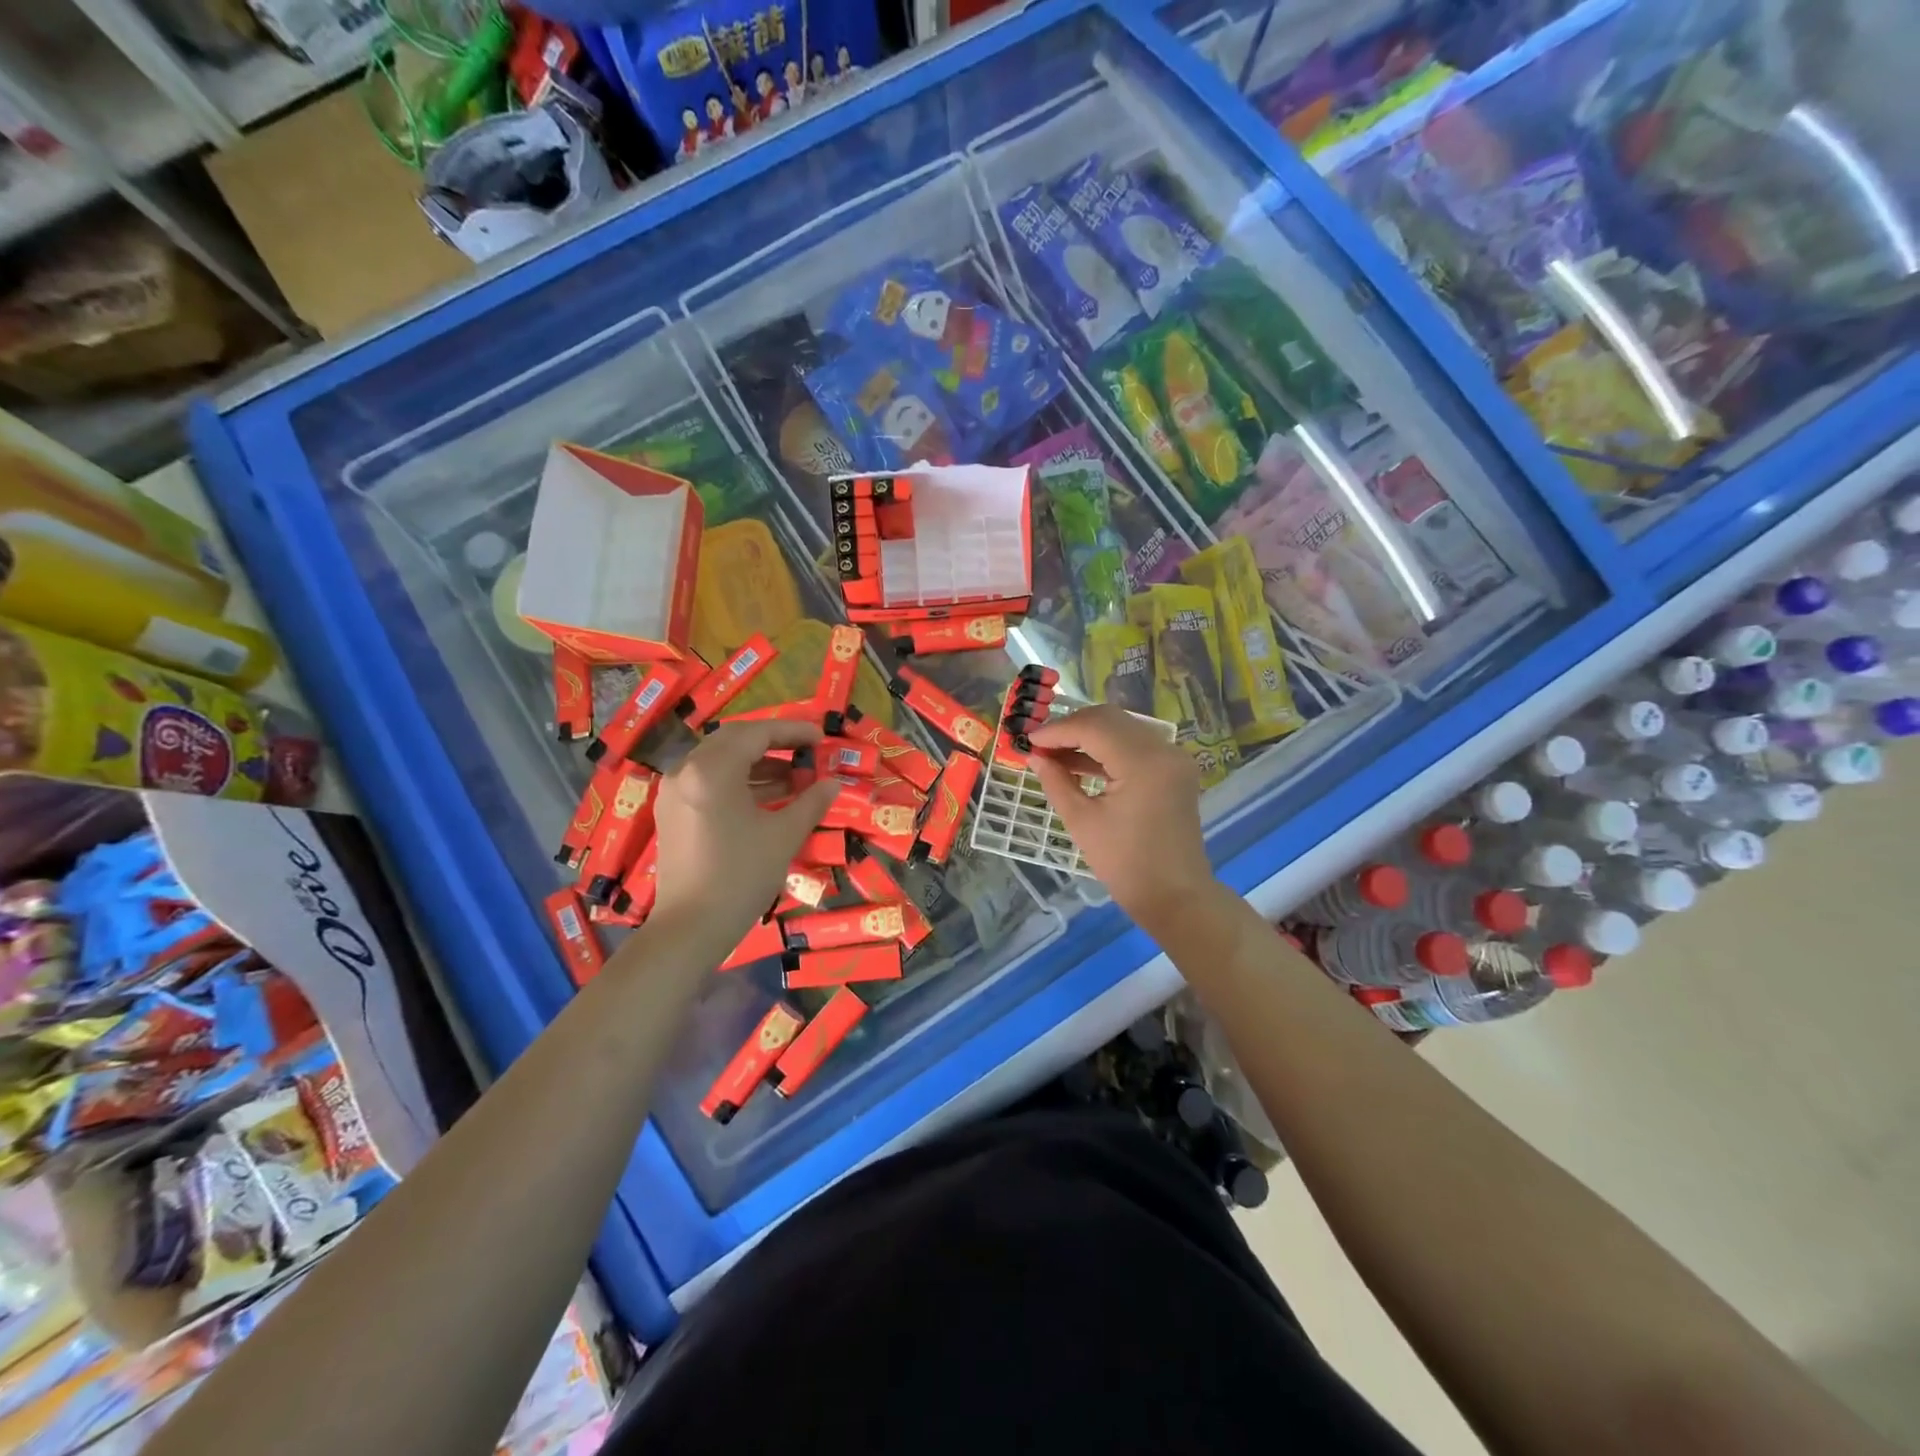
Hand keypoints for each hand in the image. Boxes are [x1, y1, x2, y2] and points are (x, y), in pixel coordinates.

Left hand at [650, 721, 839, 954]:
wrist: (690, 929)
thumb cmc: (741, 877)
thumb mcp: (784, 836)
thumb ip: (811, 803)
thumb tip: (832, 784)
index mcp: (712, 770)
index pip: (757, 733)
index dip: (792, 731)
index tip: (821, 737)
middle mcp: (686, 771)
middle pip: (733, 740)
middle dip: (773, 742)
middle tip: (806, 751)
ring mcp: (674, 791)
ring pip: (719, 760)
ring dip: (756, 762)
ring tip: (793, 777)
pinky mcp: (671, 812)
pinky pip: (707, 780)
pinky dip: (737, 780)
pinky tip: (765, 796)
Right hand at [1027, 705, 1213, 935]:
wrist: (1175, 896)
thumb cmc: (1125, 864)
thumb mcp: (1082, 822)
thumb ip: (1056, 782)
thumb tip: (1035, 756)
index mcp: (1143, 762)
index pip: (1093, 727)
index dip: (1057, 730)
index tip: (1027, 740)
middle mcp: (1164, 749)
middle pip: (1110, 719)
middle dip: (1071, 728)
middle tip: (1040, 745)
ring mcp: (1173, 758)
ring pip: (1122, 729)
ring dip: (1088, 737)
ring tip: (1053, 755)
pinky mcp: (1173, 770)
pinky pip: (1134, 747)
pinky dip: (1106, 750)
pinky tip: (1078, 764)